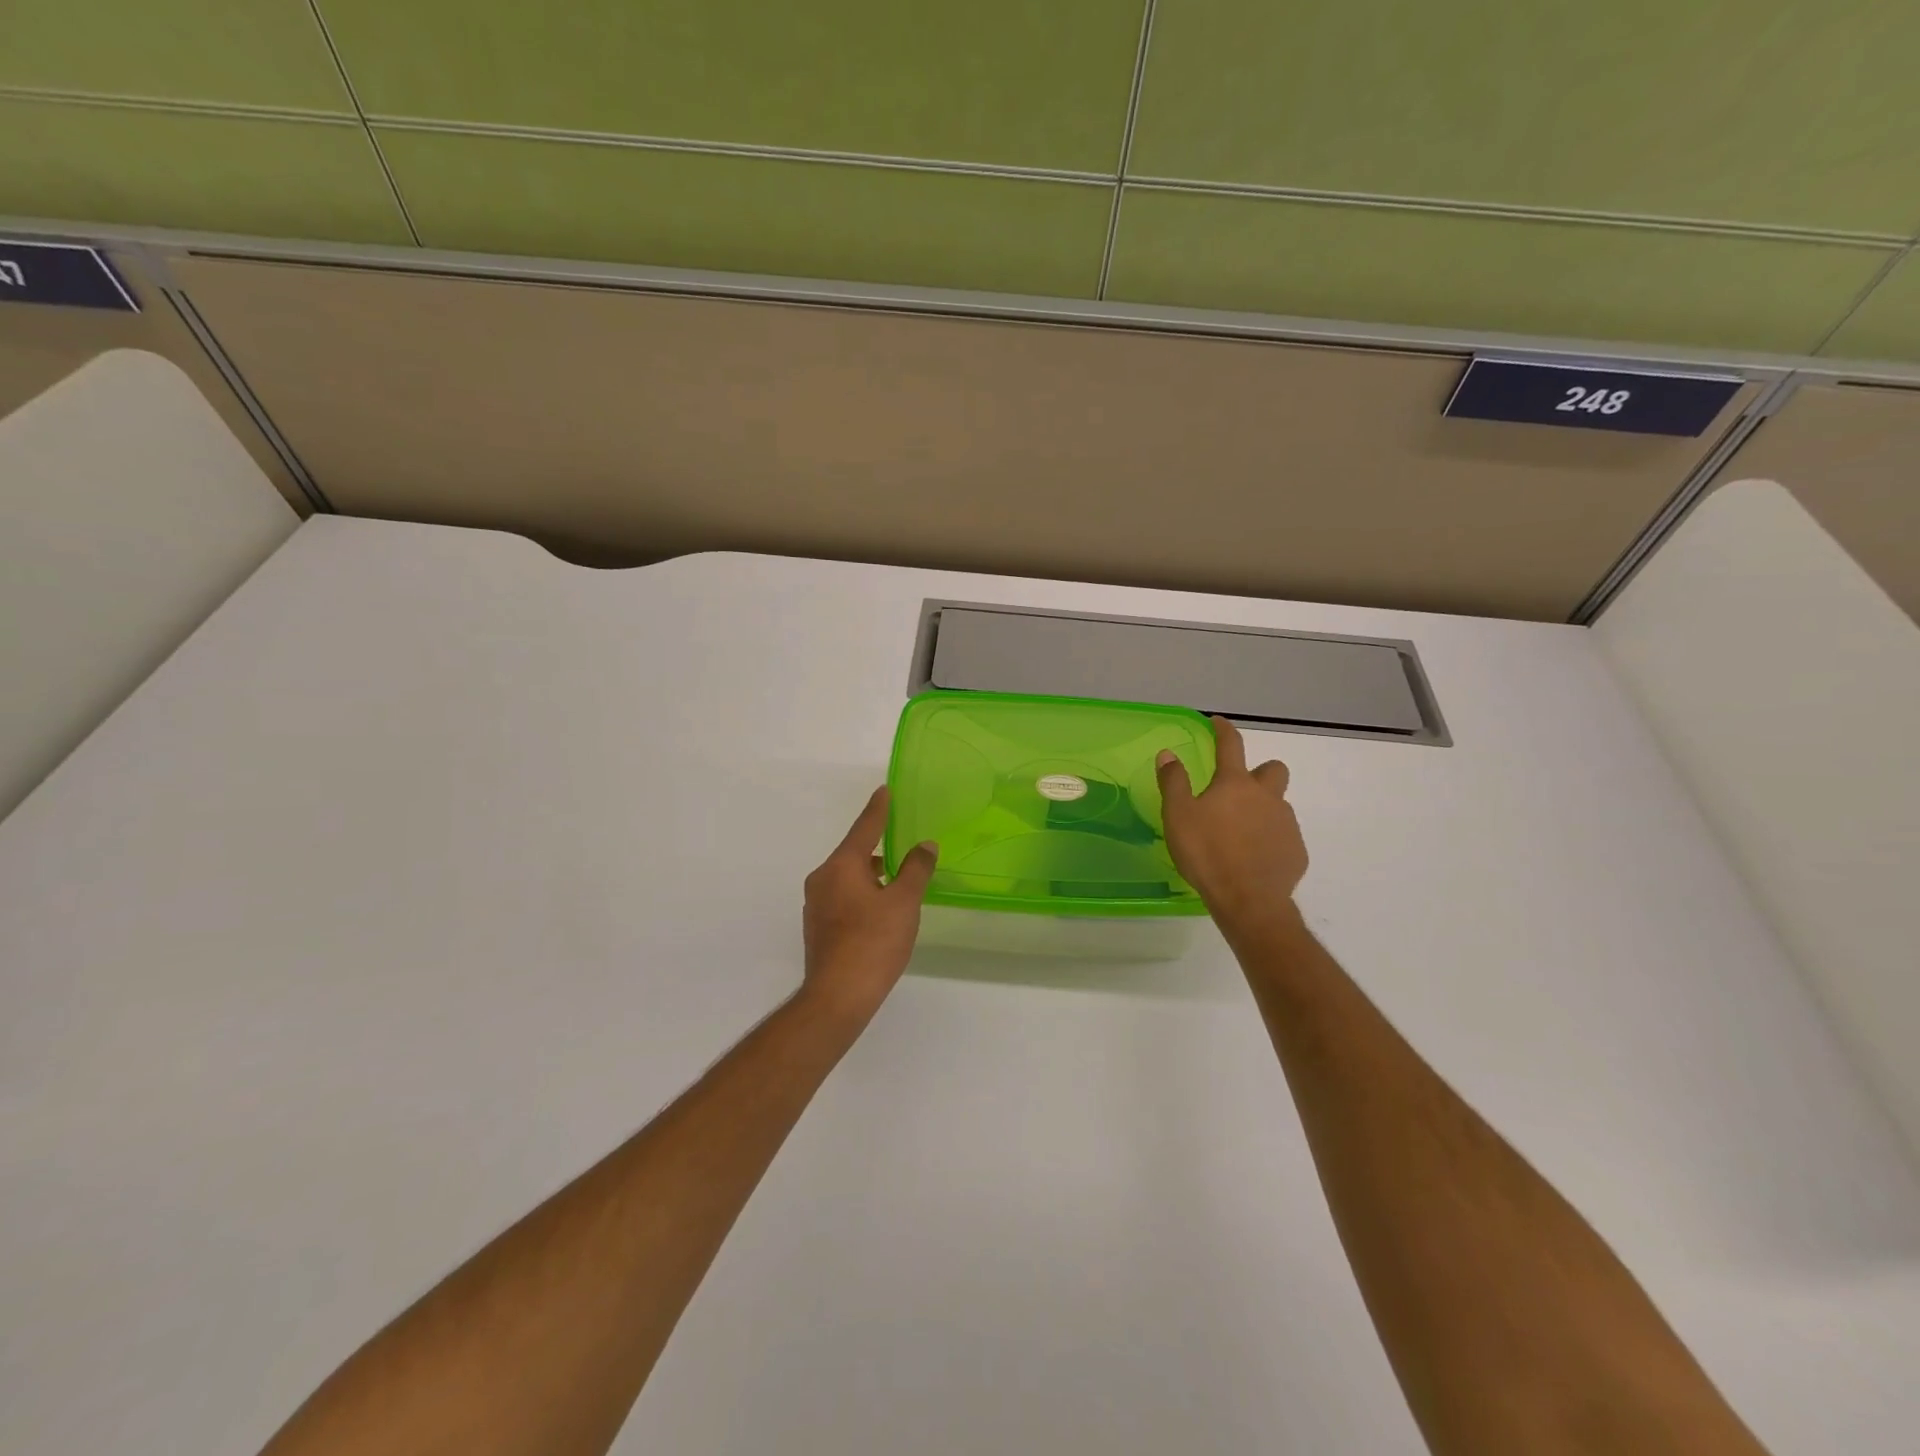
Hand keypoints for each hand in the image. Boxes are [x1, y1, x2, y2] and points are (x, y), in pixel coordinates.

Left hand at [801, 787, 937, 1020]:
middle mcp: (823, 878)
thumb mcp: (904, 902)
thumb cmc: (874, 942)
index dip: (878, 809)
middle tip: (901, 841)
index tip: (884, 790)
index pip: (864, 828)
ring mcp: (816, 904)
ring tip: (897, 879)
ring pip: (848, 877)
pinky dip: (862, 894)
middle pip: (853, 853)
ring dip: (871, 874)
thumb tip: (925, 845)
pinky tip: (880, 910)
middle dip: (877, 847)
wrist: (838, 996)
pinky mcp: (818, 927)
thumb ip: (916, 869)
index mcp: (841, 865)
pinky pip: (843, 897)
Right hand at [1157, 717, 1307, 933]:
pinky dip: (1270, 839)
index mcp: (1235, 784)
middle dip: (1260, 772)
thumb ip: (1173, 782)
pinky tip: (1253, 857)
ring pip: (1278, 804)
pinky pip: (1283, 836)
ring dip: (1263, 809)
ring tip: (1239, 832)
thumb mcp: (1178, 816)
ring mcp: (1286, 824)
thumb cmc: (1207, 853)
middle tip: (1239, 789)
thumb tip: (1168, 753)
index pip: (1231, 745)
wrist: (1249, 900)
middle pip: (1273, 770)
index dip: (1223, 730)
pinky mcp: (1296, 851)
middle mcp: (1266, 796)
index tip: (1218, 722)